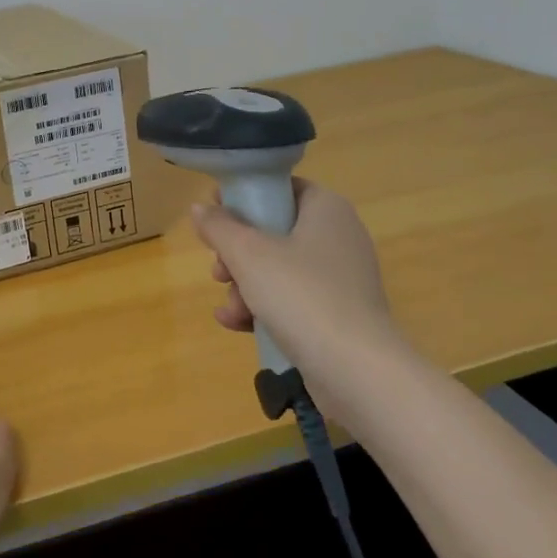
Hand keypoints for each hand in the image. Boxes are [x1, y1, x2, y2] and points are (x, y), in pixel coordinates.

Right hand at [189, 180, 404, 382]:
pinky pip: (292, 299)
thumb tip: (199, 208)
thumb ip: (219, 227)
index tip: (214, 219)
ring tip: (230, 308)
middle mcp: (338, 236)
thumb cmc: (302, 295)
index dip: (243, 198)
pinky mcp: (337, 313)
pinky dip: (264, 307)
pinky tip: (235, 324)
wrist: (357, 370)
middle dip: (236, 255)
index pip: (279, 187)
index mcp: (326, 208)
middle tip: (219, 272)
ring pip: (278, 268)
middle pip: (273, 231)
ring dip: (244, 286)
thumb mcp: (249, 254)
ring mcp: (340, 277)